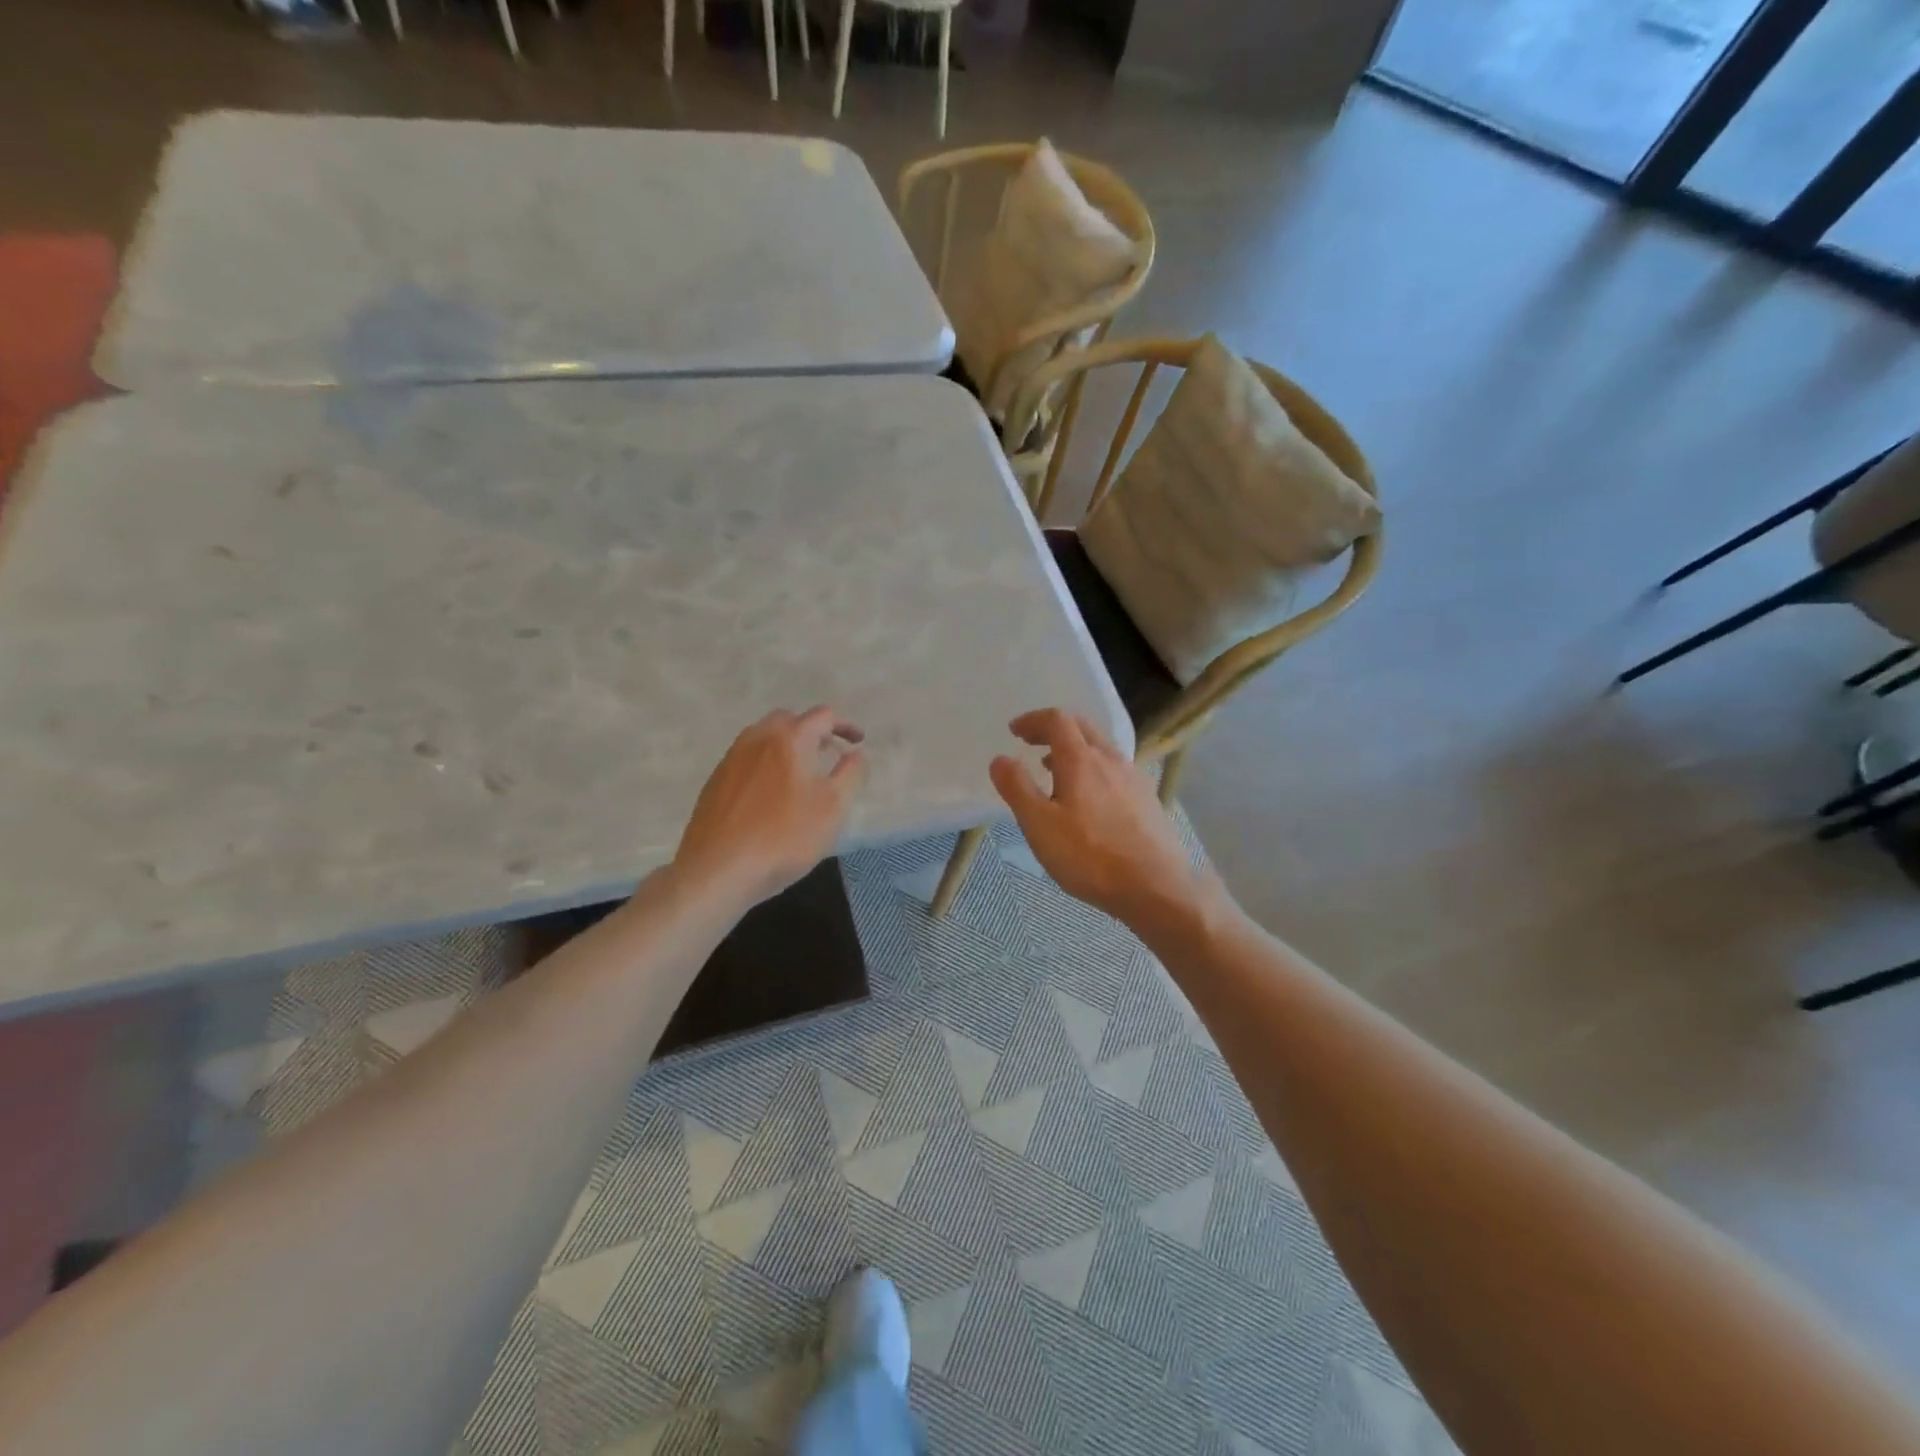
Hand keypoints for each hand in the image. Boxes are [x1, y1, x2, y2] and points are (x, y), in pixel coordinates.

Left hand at [673, 706, 866, 908]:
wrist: (718, 869)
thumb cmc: (785, 836)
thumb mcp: (834, 807)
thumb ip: (851, 773)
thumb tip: (855, 754)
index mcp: (790, 738)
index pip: (823, 716)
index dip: (845, 726)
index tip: (858, 742)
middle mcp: (758, 738)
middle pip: (789, 720)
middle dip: (812, 731)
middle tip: (828, 754)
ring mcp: (732, 758)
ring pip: (764, 738)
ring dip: (787, 747)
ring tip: (800, 774)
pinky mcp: (715, 781)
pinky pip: (747, 759)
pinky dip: (766, 764)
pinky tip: (770, 795)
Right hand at [989, 709, 1222, 931]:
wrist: (1156, 888)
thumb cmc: (1090, 856)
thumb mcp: (1040, 825)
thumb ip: (1017, 788)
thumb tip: (1000, 759)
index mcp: (1081, 759)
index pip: (1057, 720)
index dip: (1033, 720)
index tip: (1014, 731)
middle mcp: (1111, 759)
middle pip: (1082, 727)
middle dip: (1054, 729)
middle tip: (1032, 743)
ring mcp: (1134, 778)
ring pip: (1101, 748)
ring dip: (1074, 750)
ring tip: (1053, 771)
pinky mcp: (1147, 799)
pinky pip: (1115, 770)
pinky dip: (1093, 769)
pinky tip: (1088, 800)